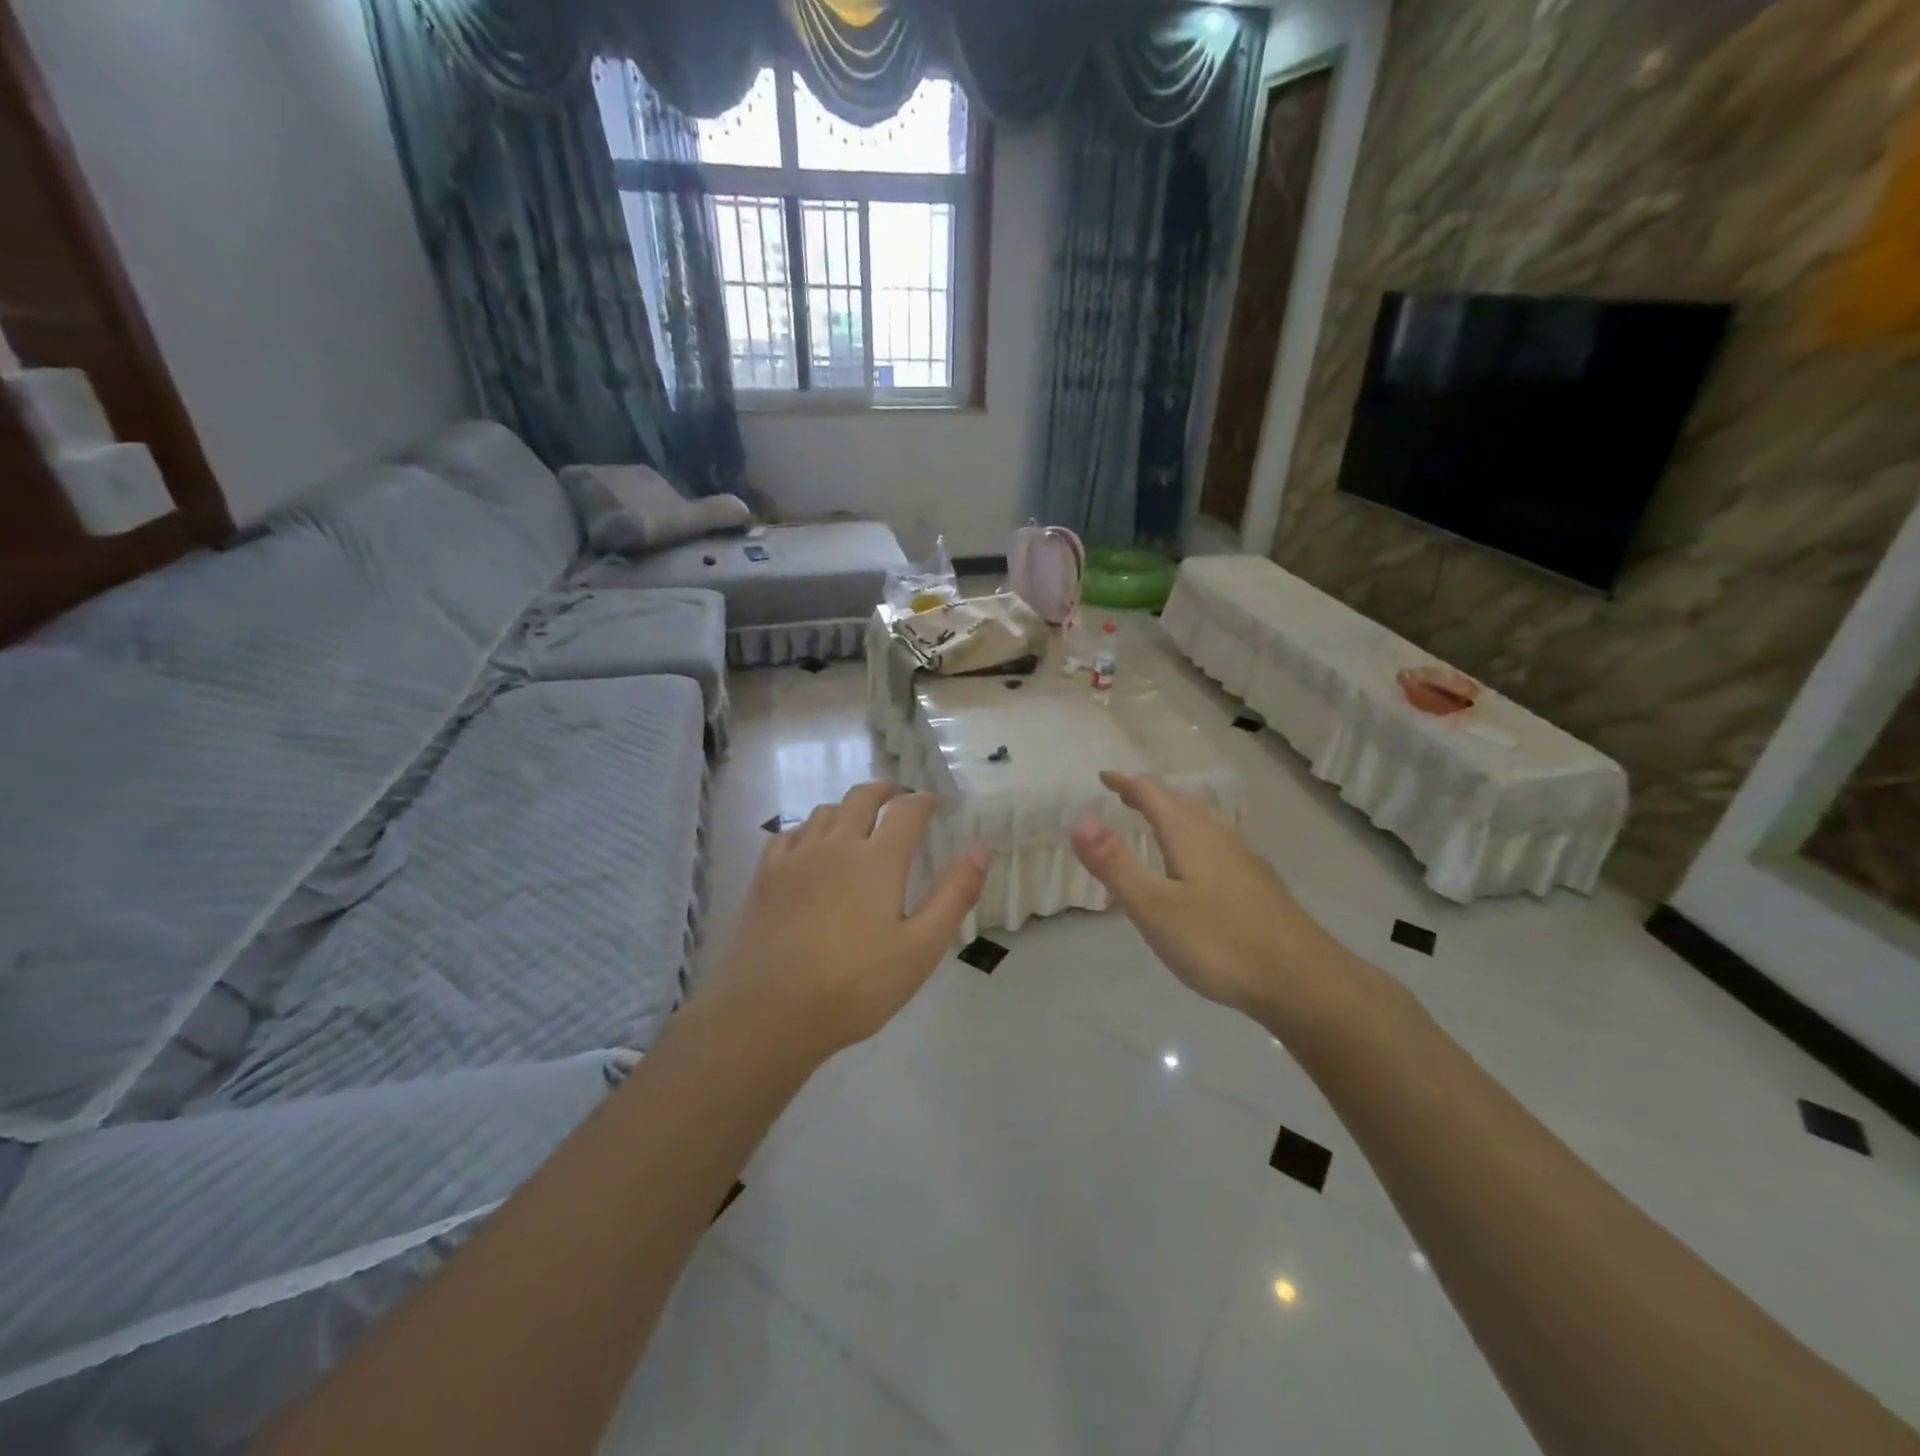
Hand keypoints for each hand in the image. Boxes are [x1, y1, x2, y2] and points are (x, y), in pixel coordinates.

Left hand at [707, 782, 987, 1057]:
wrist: (770, 1013)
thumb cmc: (856, 985)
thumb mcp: (921, 948)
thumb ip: (954, 894)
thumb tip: (980, 847)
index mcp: (878, 860)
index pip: (906, 811)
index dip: (923, 801)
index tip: (934, 803)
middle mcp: (836, 845)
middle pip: (861, 798)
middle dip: (884, 791)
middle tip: (897, 797)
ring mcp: (796, 857)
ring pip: (824, 811)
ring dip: (847, 807)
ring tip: (857, 821)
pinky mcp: (765, 875)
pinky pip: (790, 834)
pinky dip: (809, 828)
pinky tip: (811, 846)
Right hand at [1069, 772, 1352, 1032]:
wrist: (1303, 981)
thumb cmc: (1220, 942)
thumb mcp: (1154, 907)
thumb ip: (1115, 864)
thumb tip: (1079, 819)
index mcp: (1190, 834)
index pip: (1152, 793)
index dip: (1126, 783)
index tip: (1103, 777)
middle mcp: (1218, 836)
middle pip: (1180, 802)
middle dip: (1149, 795)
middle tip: (1123, 796)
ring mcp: (1244, 858)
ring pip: (1203, 821)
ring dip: (1174, 813)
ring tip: (1156, 822)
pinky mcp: (1258, 883)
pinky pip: (1217, 842)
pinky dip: (1193, 836)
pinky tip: (1198, 864)